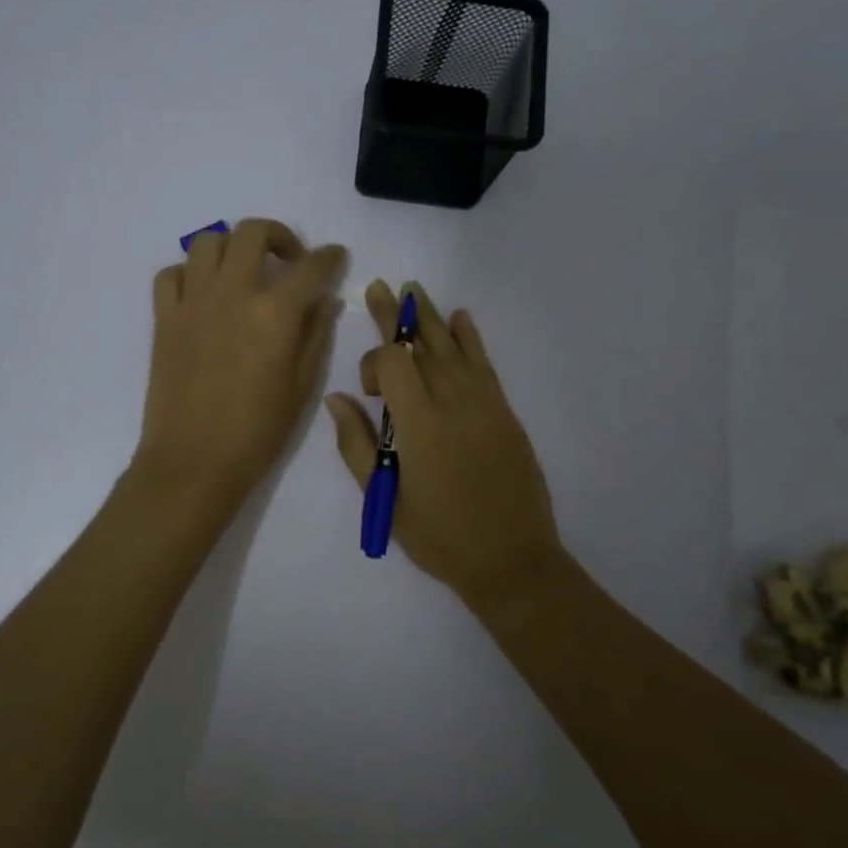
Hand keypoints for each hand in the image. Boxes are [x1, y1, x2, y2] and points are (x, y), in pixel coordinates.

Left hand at [135, 219, 347, 516]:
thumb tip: (325, 300)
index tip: (334, 257)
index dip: (329, 257)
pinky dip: (190, 273)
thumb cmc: (257, 432)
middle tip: (289, 260)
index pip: (310, 267)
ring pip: (207, 241)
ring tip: (244, 272)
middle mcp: (232, 294)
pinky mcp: (164, 319)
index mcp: (274, 313)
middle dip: (279, 235)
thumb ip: (315, 334)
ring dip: (232, 247)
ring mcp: (192, 303)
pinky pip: (171, 274)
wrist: (193, 463)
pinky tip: (204, 294)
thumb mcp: (302, 386)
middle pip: (253, 232)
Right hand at [324, 280, 564, 607]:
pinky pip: (485, 363)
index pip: (394, 361)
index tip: (369, 392)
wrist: (512, 559)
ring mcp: (484, 403)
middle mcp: (453, 401)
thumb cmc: (439, 536)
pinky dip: (471, 338)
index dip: (374, 361)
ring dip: (431, 317)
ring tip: (414, 290)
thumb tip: (336, 398)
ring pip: (452, 347)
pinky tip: (460, 318)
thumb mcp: (385, 499)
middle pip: (421, 343)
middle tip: (381, 287)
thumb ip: (356, 445)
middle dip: (398, 315)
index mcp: (419, 424)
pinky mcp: (504, 411)